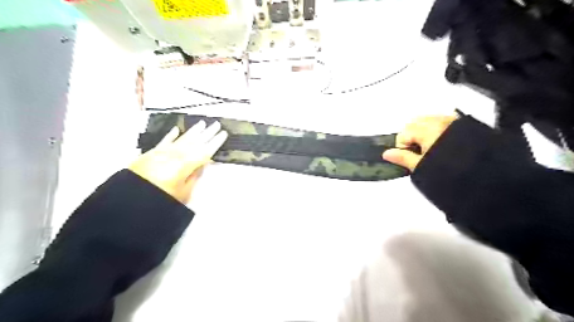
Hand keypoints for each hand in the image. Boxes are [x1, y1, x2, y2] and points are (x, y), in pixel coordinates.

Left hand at [130, 120, 228, 203]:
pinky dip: (171, 135)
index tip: (223, 134)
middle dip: (207, 133)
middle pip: (195, 141)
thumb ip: (194, 176)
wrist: (132, 197)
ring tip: (202, 124)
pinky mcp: (153, 153)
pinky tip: (177, 129)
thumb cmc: (161, 197)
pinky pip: (164, 141)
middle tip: (216, 124)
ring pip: (182, 138)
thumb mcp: (184, 192)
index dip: (215, 142)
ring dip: (193, 131)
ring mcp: (164, 152)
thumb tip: (201, 165)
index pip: (205, 151)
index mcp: (186, 164)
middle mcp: (176, 155)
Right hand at [383, 115, 460, 170]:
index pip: (403, 134)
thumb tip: (386, 153)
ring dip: (423, 131)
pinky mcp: (463, 123)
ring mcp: (452, 120)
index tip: (411, 159)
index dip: (403, 148)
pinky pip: (442, 120)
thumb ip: (403, 158)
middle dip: (411, 136)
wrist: (487, 174)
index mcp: (428, 130)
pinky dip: (437, 128)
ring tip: (431, 148)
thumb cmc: (450, 171)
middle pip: (413, 123)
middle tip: (419, 153)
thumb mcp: (423, 167)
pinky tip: (443, 142)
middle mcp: (439, 120)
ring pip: (427, 120)